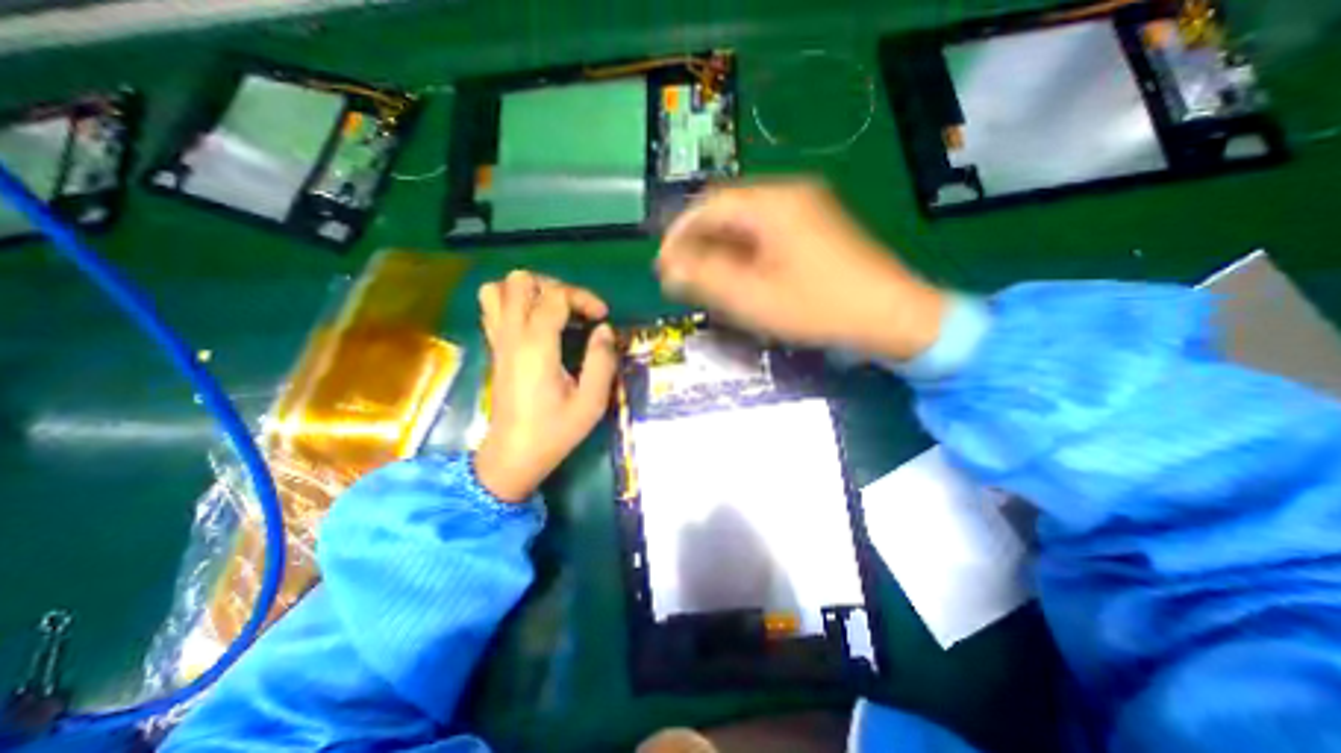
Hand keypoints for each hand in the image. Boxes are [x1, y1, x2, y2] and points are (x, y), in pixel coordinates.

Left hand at [475, 270, 614, 500]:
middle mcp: (512, 335)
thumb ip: (601, 361)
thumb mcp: (591, 402)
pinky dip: (512, 302)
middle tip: (575, 310)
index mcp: (536, 346)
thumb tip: (604, 330)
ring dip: (528, 291)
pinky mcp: (494, 348)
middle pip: (520, 281)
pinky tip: (535, 322)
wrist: (513, 455)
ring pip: (498, 289)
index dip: (583, 297)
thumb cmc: (554, 431)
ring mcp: (498, 340)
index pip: (555, 296)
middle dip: (553, 286)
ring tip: (553, 309)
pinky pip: (492, 308)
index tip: (602, 317)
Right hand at [660, 179, 945, 361]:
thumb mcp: (754, 297)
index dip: (679, 234)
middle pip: (727, 213)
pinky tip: (735, 279)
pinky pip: (765, 236)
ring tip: (702, 283)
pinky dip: (743, 256)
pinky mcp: (814, 230)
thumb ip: (706, 279)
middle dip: (699, 245)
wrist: (891, 316)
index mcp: (773, 204)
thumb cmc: (819, 307)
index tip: (662, 264)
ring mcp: (805, 211)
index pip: (710, 206)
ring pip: (745, 227)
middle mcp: (789, 196)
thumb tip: (669, 268)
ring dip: (719, 252)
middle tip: (680, 278)